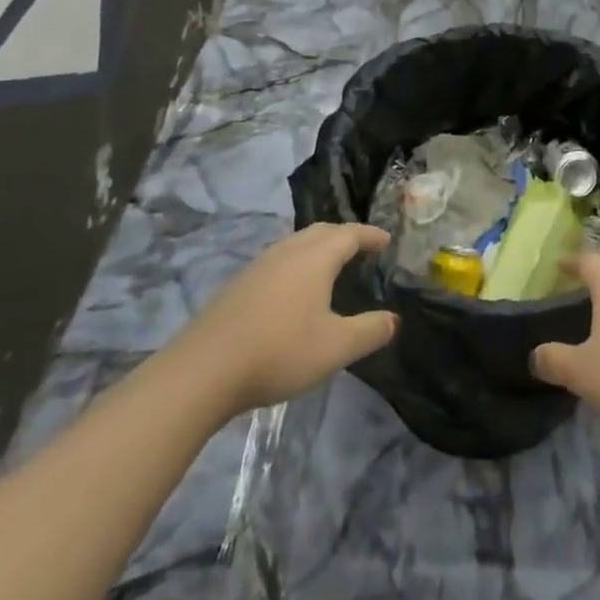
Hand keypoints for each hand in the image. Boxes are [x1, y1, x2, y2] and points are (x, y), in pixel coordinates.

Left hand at [178, 224, 397, 416]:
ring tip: (330, 266)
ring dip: (319, 248)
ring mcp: (261, 264)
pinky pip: (280, 260)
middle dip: (345, 236)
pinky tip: (293, 289)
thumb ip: (369, 331)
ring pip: (297, 243)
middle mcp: (289, 250)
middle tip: (361, 248)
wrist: (205, 368)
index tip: (386, 240)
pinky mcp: (241, 283)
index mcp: (316, 256)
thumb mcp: (336, 347)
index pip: (350, 234)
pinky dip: (297, 264)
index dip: (371, 235)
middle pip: (322, 231)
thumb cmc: (280, 351)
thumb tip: (394, 319)